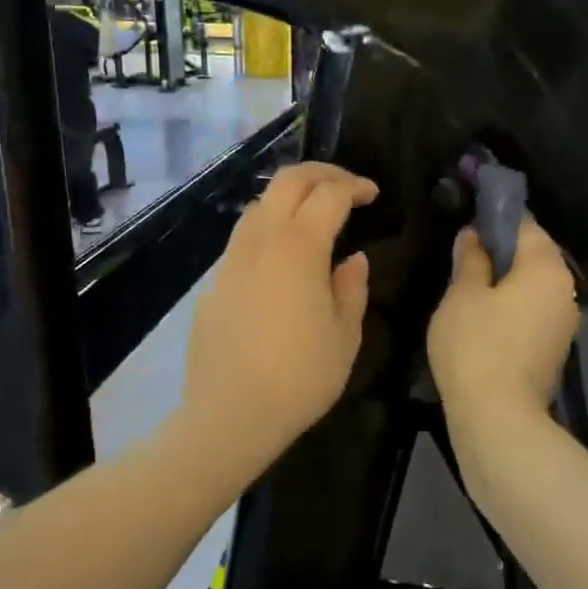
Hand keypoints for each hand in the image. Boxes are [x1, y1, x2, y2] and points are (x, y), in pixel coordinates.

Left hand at [179, 162, 376, 471]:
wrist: (230, 414)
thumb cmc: (300, 377)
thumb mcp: (345, 335)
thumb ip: (352, 287)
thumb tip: (352, 259)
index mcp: (299, 247)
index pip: (329, 194)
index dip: (355, 186)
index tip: (373, 194)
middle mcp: (261, 240)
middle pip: (288, 181)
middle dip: (322, 173)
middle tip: (347, 187)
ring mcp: (232, 258)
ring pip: (260, 203)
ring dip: (290, 196)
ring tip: (314, 213)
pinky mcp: (214, 280)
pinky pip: (244, 236)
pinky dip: (269, 225)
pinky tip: (282, 254)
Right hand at [428, 217, 578, 439]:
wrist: (499, 416)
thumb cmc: (476, 344)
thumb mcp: (462, 294)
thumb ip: (470, 258)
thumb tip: (474, 235)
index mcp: (546, 267)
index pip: (525, 225)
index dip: (495, 220)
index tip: (468, 227)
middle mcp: (565, 289)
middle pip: (534, 256)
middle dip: (502, 254)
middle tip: (464, 261)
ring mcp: (565, 322)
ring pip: (534, 288)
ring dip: (507, 284)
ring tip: (470, 292)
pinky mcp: (555, 350)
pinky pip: (534, 314)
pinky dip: (513, 310)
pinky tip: (485, 322)